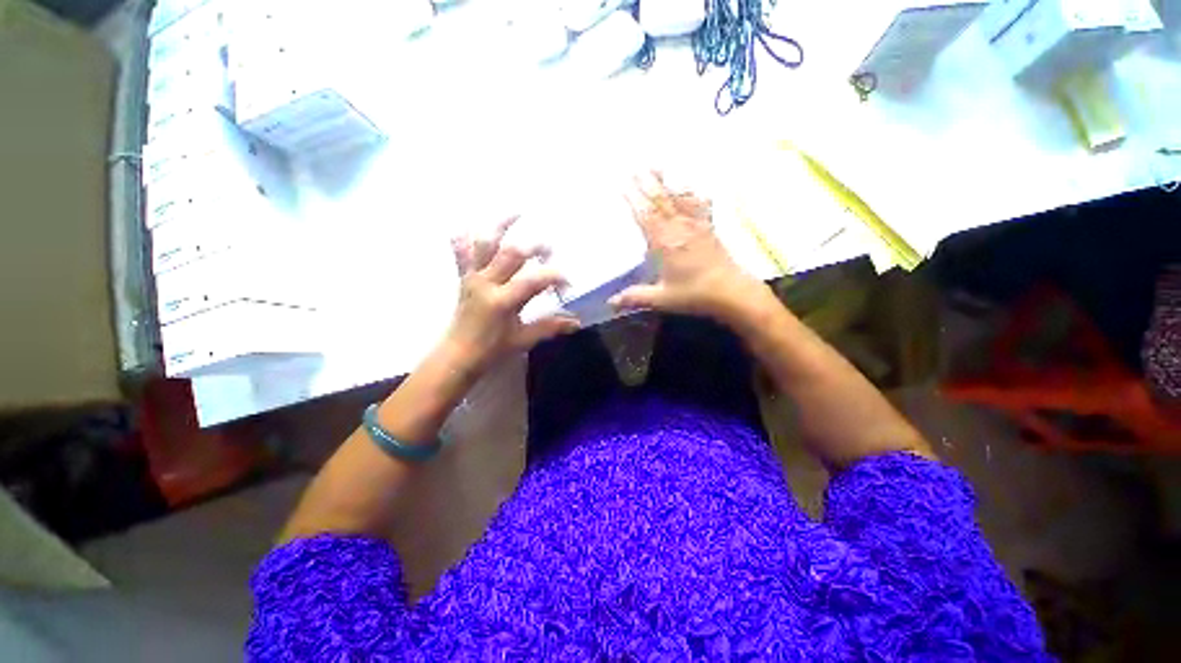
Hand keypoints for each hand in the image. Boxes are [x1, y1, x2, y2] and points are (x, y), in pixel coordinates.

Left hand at [444, 217, 580, 371]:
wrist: (458, 354)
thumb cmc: (492, 349)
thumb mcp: (524, 339)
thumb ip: (550, 327)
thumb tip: (576, 322)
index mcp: (503, 300)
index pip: (534, 280)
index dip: (554, 277)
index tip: (567, 282)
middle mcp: (486, 282)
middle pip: (512, 253)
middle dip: (535, 246)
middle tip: (550, 249)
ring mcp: (473, 277)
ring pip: (484, 244)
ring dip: (500, 225)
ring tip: (517, 212)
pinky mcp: (464, 277)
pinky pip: (460, 251)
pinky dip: (465, 236)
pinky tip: (473, 223)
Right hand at [611, 172, 763, 319]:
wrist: (731, 292)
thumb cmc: (694, 294)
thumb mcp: (662, 298)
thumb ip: (635, 297)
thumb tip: (610, 303)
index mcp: (665, 243)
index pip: (645, 216)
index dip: (633, 200)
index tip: (622, 184)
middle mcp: (679, 229)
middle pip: (660, 201)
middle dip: (646, 183)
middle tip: (634, 166)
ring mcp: (696, 226)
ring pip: (677, 198)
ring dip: (666, 182)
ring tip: (657, 166)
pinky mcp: (709, 229)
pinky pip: (699, 206)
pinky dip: (693, 194)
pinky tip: (692, 187)